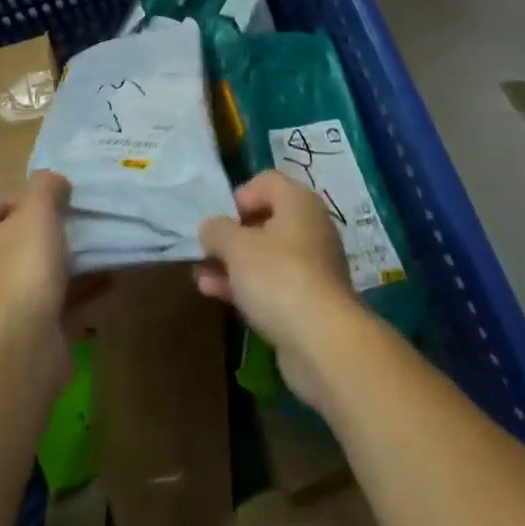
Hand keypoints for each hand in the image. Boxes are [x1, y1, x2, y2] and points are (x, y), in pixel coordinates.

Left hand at [0, 170, 106, 384]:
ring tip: (105, 244)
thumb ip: (46, 186)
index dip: (9, 197)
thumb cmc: (24, 266)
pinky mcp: (42, 332)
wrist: (25, 347)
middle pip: (19, 242)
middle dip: (50, 230)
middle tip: (81, 218)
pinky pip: (69, 305)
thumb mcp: (37, 210)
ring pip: (47, 274)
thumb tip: (54, 182)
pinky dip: (91, 293)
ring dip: (75, 262)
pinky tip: (116, 279)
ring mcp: (17, 305)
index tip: (42, 196)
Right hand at [196, 169, 362, 412]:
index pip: (267, 181)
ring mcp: (313, 267)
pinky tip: (215, 293)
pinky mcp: (310, 302)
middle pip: (266, 220)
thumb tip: (210, 228)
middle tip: (209, 248)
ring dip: (234, 263)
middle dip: (233, 235)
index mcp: (299, 202)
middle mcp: (311, 227)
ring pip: (266, 256)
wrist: (323, 344)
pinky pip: (273, 283)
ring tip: (201, 274)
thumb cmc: (278, 277)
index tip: (221, 219)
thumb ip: (217, 230)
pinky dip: (247, 286)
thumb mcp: (236, 247)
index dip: (240, 195)